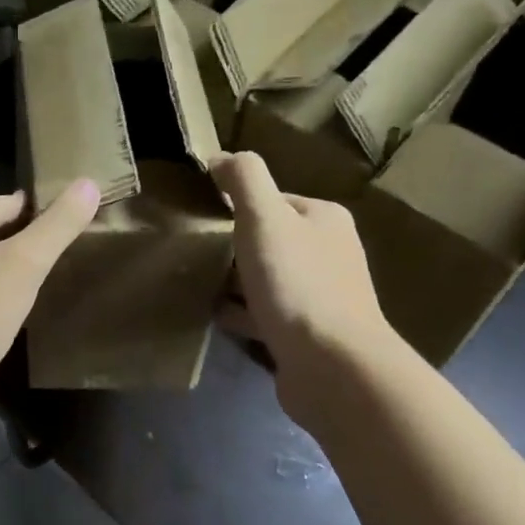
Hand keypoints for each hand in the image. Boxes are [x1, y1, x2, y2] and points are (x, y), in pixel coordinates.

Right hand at [209, 152, 391, 426]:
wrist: (330, 366)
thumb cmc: (297, 285)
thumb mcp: (264, 219)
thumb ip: (243, 180)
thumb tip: (220, 157)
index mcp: (324, 219)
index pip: (274, 200)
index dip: (237, 207)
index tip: (202, 220)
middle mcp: (328, 254)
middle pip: (269, 241)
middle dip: (234, 247)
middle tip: (194, 255)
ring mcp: (319, 298)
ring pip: (267, 280)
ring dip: (235, 283)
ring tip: (197, 284)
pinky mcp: (306, 335)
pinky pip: (265, 315)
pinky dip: (241, 314)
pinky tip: (216, 316)